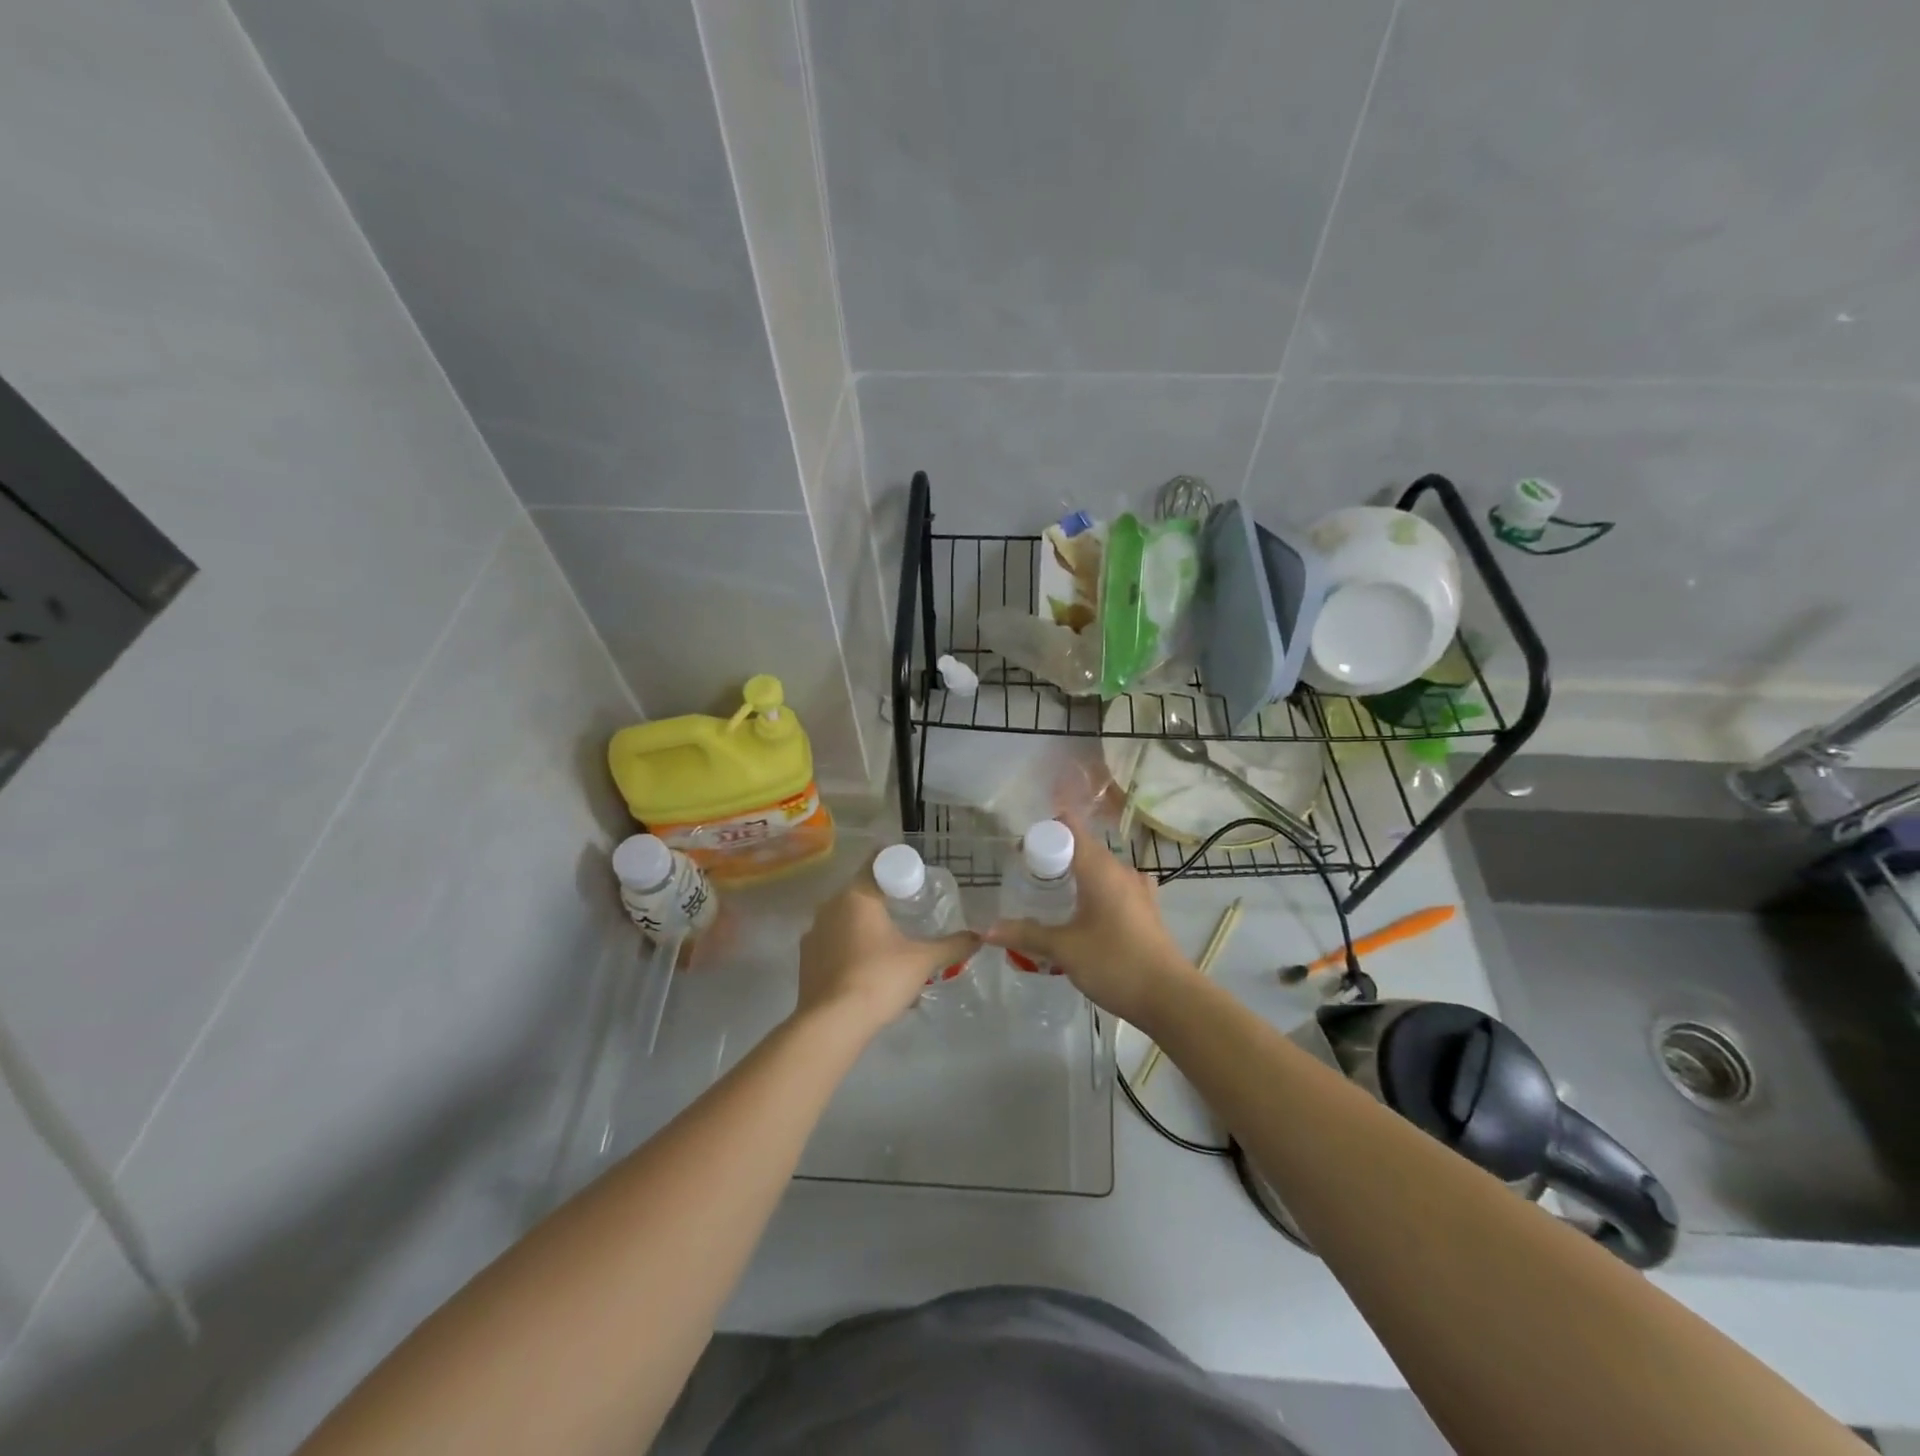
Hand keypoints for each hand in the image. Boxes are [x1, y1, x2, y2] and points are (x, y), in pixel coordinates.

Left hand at [795, 860, 978, 1036]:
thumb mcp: (923, 961)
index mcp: (856, 896)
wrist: (832, 1024)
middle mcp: (830, 907)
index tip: (914, 876)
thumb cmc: (879, 979)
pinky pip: (834, 944)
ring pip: (846, 920)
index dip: (896, 865)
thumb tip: (978, 937)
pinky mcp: (806, 960)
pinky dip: (852, 950)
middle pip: (861, 892)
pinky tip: (869, 972)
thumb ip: (952, 946)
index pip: (876, 863)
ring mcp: (814, 934)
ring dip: (867, 928)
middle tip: (910, 912)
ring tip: (892, 948)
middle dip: (884, 900)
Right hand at [985, 817, 1196, 1027]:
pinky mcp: (1146, 909)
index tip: (1021, 848)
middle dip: (1054, 857)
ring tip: (1050, 898)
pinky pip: (1114, 889)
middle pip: (1083, 848)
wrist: (1170, 998)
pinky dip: (1094, 893)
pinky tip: (1084, 915)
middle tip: (1026, 878)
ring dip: (1075, 877)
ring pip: (1099, 870)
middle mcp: (1121, 870)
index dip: (1044, 830)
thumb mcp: (1064, 949)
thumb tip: (986, 929)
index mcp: (1100, 868)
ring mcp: (1138, 889)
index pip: (1070, 828)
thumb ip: (1026, 935)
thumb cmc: (1115, 963)